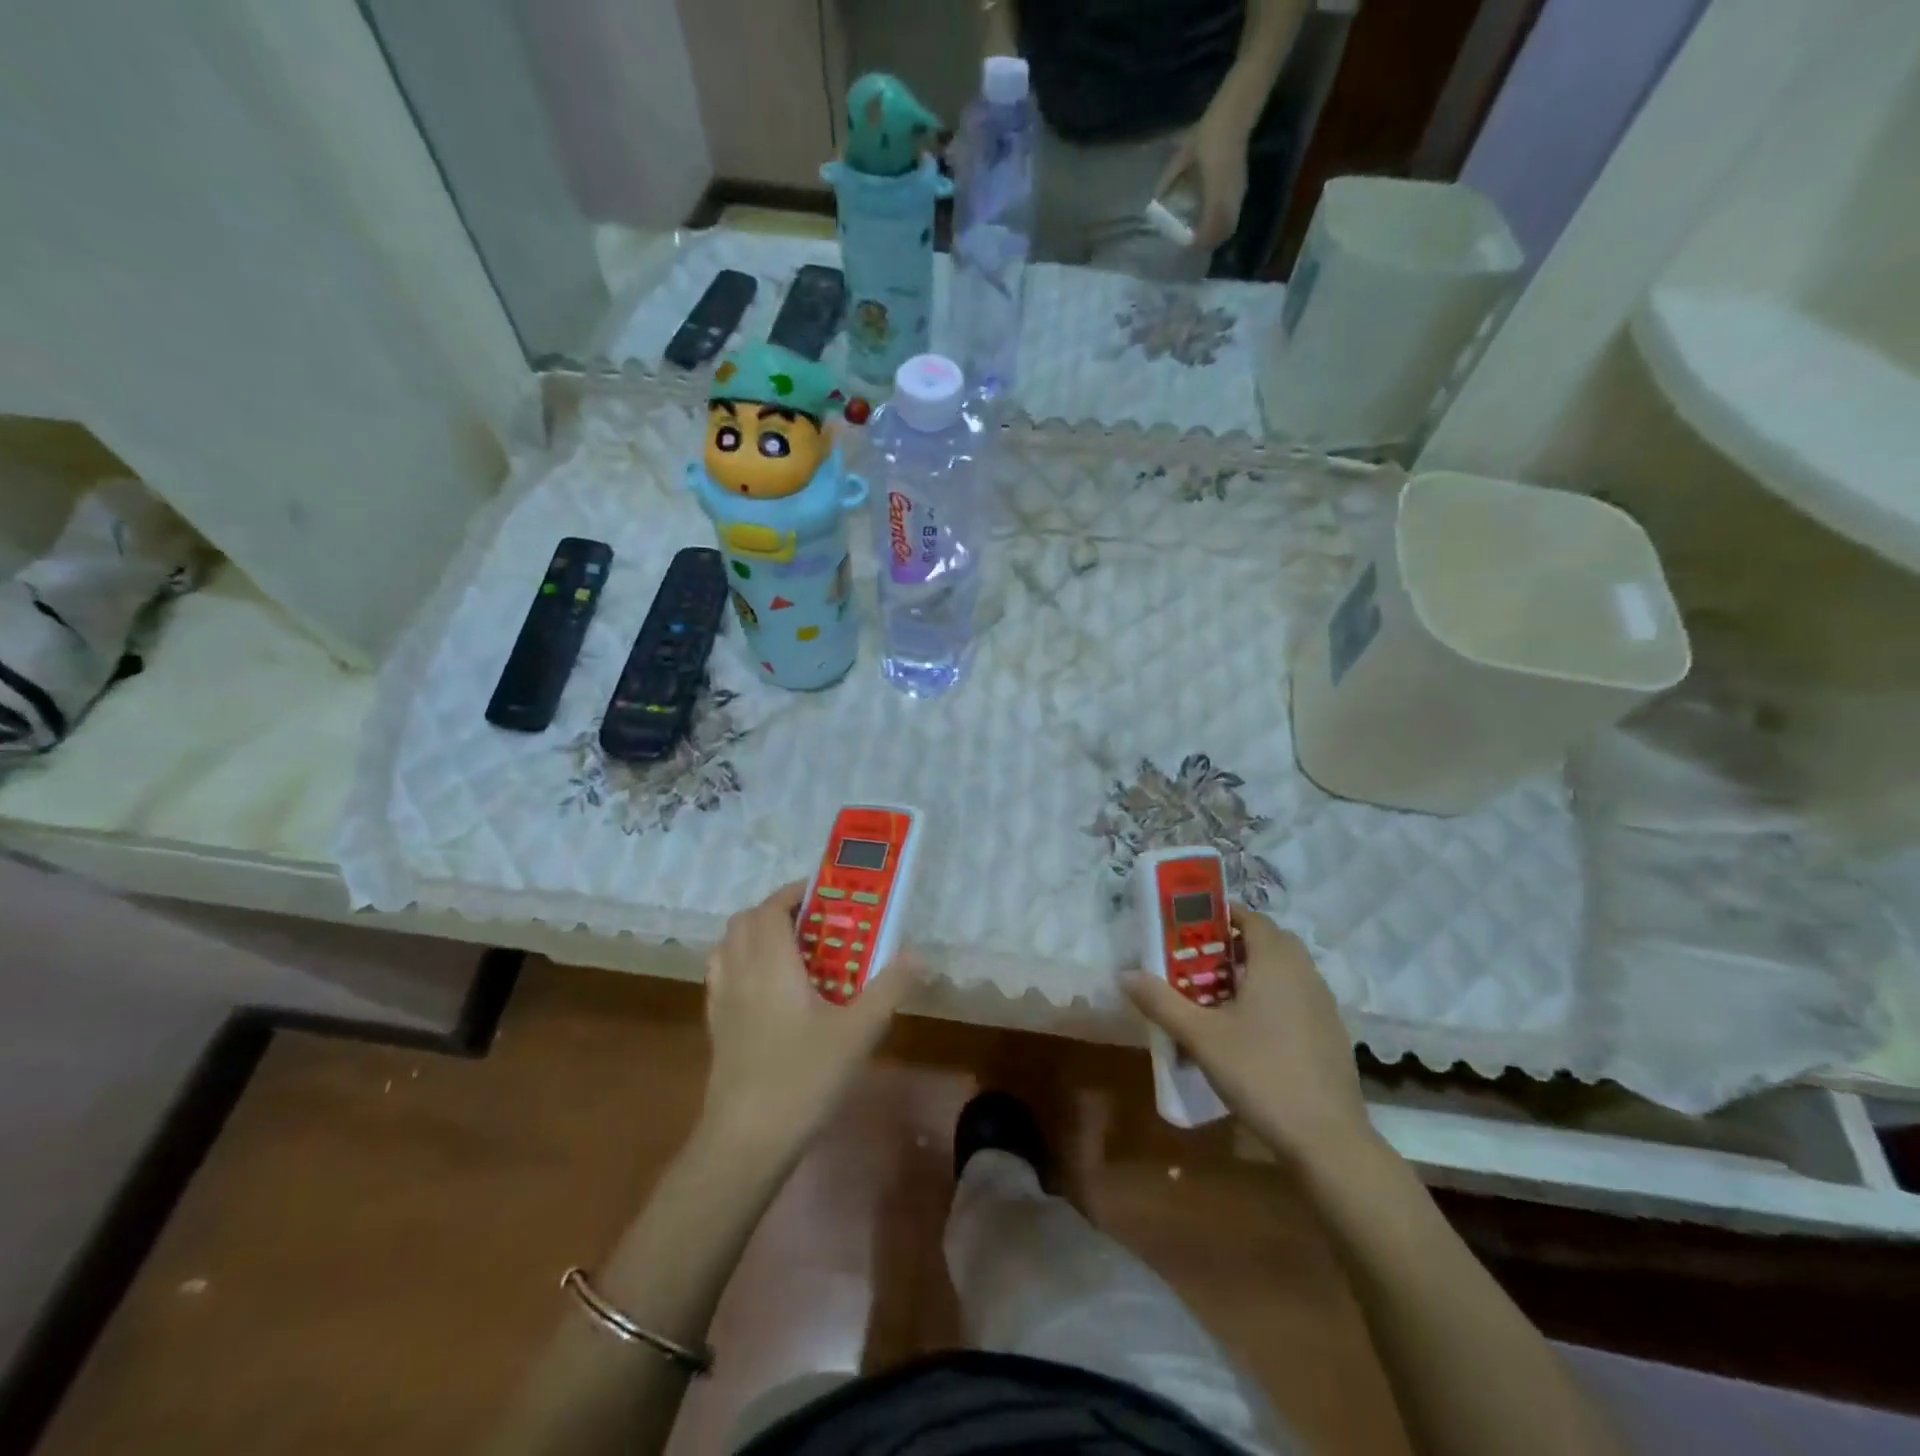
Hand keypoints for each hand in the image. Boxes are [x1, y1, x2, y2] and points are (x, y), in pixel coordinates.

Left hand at [701, 882, 918, 1157]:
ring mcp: (722, 1000)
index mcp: (770, 962)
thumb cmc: (803, 1077)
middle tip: (815, 924)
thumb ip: (889, 988)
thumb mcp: (859, 1031)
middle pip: (745, 921)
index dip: (794, 893)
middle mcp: (740, 971)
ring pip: (729, 947)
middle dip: (777, 911)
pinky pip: (723, 976)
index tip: (825, 894)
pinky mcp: (716, 1028)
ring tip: (792, 953)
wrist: (746, 1140)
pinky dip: (742, 964)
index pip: (771, 907)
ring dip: (756, 936)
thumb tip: (917, 954)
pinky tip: (769, 992)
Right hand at [1123, 907, 1370, 1165]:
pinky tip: (1251, 1031)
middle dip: (1236, 943)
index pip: (1252, 918)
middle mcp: (1305, 974)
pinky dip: (1274, 998)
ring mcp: (1324, 1005)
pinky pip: (1298, 998)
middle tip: (1201, 961)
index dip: (1222, 916)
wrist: (1326, 1139)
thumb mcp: (1201, 1037)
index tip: (1192, 927)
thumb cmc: (1260, 1073)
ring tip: (1220, 995)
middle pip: (1270, 941)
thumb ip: (1161, 1001)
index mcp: (1276, 962)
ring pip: (1287, 971)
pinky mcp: (1331, 1034)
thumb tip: (1125, 975)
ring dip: (1255, 971)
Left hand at [1157, 105, 1251, 251]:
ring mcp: (1238, 193)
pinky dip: (1222, 226)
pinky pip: (1233, 216)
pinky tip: (1210, 223)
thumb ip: (1170, 178)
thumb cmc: (1208, 134)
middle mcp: (1229, 195)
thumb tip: (1156, 200)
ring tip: (1199, 238)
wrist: (1234, 113)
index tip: (1185, 246)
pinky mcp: (1241, 189)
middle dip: (1206, 243)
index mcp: (1215, 189)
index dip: (1198, 241)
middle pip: (1221, 232)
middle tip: (1191, 246)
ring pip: (1229, 226)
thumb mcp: (1183, 156)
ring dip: (1215, 236)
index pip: (1209, 227)